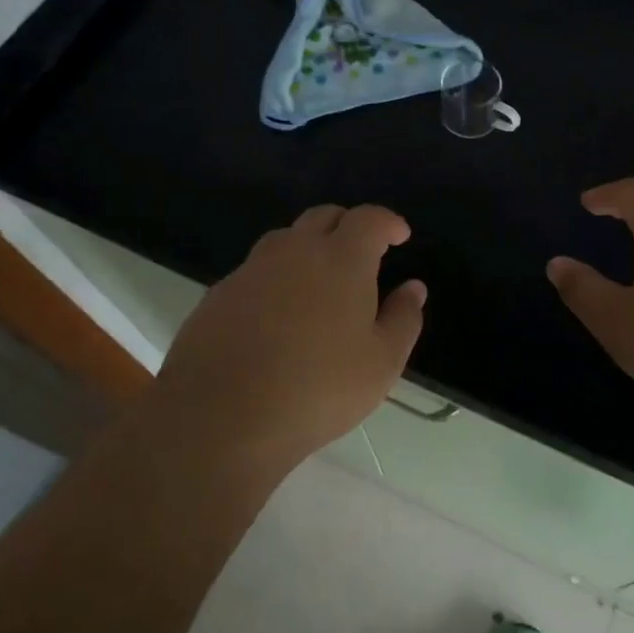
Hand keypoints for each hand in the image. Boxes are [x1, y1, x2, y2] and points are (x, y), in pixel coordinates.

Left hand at [145, 204, 425, 485]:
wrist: (221, 416)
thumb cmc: (317, 388)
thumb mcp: (381, 363)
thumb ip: (403, 319)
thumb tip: (413, 287)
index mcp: (341, 259)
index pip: (369, 219)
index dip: (388, 222)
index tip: (400, 236)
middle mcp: (294, 251)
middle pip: (324, 217)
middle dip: (348, 226)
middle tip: (363, 253)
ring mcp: (251, 269)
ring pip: (286, 239)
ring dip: (309, 247)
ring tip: (320, 281)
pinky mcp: (219, 293)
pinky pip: (257, 270)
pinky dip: (277, 277)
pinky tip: (279, 313)